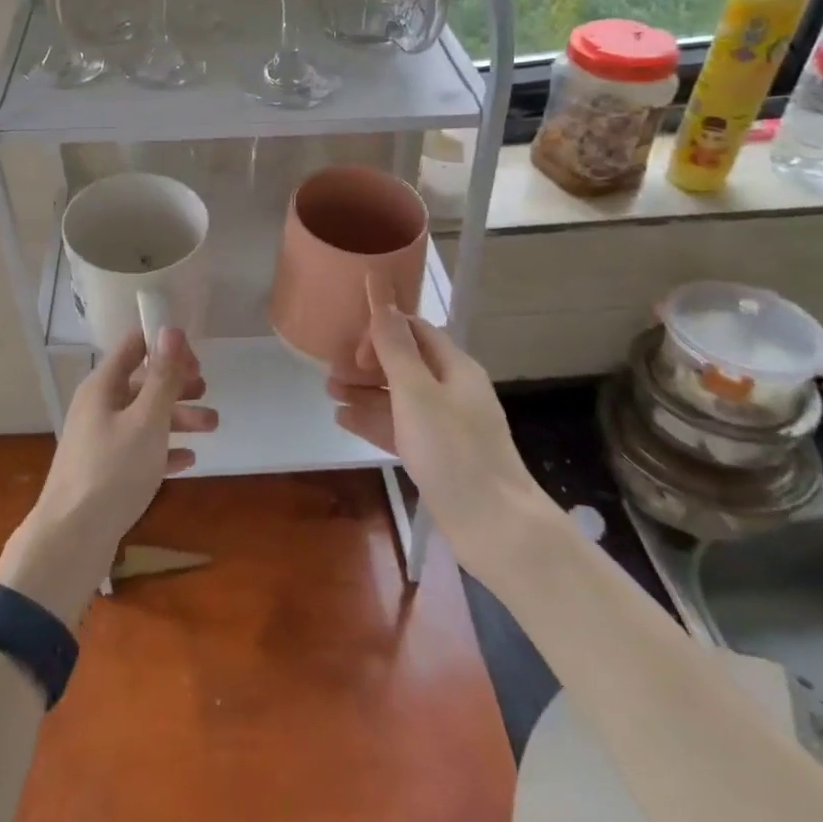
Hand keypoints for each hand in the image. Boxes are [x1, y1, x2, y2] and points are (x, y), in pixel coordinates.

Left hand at [0, 328, 213, 624]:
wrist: (71, 539)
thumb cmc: (112, 471)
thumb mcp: (146, 420)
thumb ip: (162, 376)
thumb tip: (171, 328)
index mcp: (103, 386)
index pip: (134, 345)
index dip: (166, 346)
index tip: (197, 361)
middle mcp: (98, 406)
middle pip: (142, 382)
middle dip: (177, 384)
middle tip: (207, 391)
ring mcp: (100, 439)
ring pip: (144, 417)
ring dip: (178, 417)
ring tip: (213, 426)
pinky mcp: (104, 471)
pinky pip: (139, 449)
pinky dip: (164, 449)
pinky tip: (188, 460)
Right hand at [331, 274, 544, 551]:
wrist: (494, 527)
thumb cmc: (454, 451)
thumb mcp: (417, 392)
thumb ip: (395, 346)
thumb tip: (381, 293)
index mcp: (455, 367)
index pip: (415, 330)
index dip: (383, 330)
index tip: (355, 349)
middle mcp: (451, 390)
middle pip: (404, 363)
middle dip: (367, 362)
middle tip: (331, 369)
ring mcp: (444, 425)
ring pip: (397, 396)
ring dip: (364, 390)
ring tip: (328, 391)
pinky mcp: (436, 455)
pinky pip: (398, 427)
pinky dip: (372, 419)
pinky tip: (342, 418)